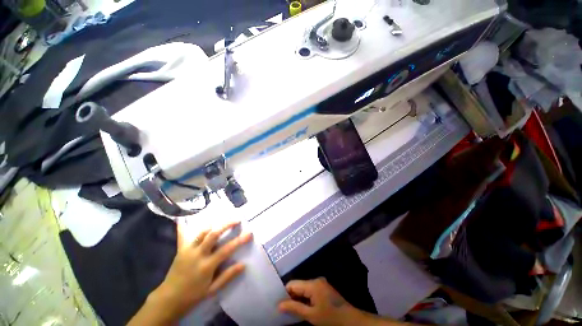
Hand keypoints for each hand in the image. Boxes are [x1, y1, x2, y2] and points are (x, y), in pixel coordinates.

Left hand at [146, 220, 252, 322]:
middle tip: (236, 219)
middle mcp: (198, 255)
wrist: (169, 299)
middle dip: (226, 225)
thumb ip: (227, 276)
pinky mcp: (180, 250)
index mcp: (207, 266)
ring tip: (222, 219)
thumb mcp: (212, 290)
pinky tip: (182, 219)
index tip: (249, 233)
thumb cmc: (193, 295)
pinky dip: (184, 227)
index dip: (239, 240)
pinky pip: (183, 236)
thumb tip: (243, 265)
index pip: (226, 250)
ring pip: (201, 232)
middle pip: (213, 234)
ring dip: (213, 224)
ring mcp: (188, 250)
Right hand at [278, 278, 361, 325]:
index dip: (285, 293)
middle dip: (291, 296)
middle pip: (298, 285)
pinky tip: (302, 306)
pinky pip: (309, 290)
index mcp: (312, 284)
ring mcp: (320, 283)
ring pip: (303, 288)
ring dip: (297, 297)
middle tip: (284, 308)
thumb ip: (294, 308)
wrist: (350, 319)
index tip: (279, 303)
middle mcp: (315, 280)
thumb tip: (279, 305)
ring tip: (291, 308)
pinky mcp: (323, 287)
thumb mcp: (311, 315)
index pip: (292, 284)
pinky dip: (305, 297)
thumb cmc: (330, 318)